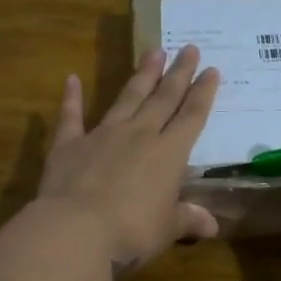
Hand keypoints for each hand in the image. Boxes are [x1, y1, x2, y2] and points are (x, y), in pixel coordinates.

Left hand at [36, 44, 219, 270]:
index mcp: (169, 154)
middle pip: (163, 99)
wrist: (76, 231)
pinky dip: (71, 98)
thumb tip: (211, 226)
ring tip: (153, 52)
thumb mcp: (167, 229)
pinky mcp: (69, 146)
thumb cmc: (132, 232)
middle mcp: (139, 135)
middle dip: (178, 73)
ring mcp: (102, 136)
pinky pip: (71, 116)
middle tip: (188, 47)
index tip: (212, 70)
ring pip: (126, 98)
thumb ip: (187, 220)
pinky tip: (72, 79)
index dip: (204, 94)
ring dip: (141, 75)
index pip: (192, 117)